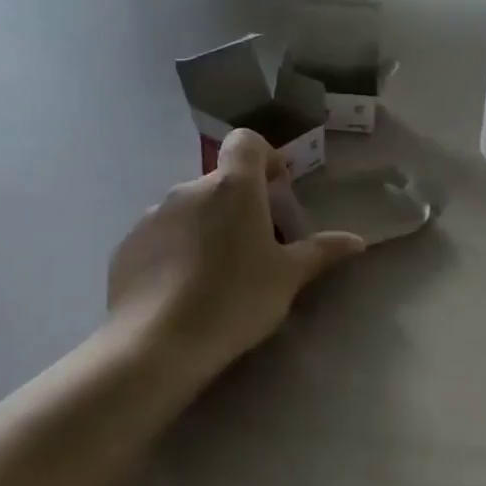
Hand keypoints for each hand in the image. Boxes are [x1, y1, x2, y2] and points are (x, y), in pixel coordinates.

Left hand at [106, 129, 364, 388]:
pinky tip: (183, 288)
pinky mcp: (127, 245)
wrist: (155, 344)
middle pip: (221, 182)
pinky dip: (176, 248)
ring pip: (190, 209)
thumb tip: (357, 240)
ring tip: (217, 272)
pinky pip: (161, 235)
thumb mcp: (287, 278)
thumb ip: (321, 251)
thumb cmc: (235, 300)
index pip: (246, 142)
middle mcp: (189, 190)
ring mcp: (153, 216)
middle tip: (256, 244)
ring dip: (207, 226)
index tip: (276, 186)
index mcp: (233, 188)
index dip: (264, 155)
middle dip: (240, 203)